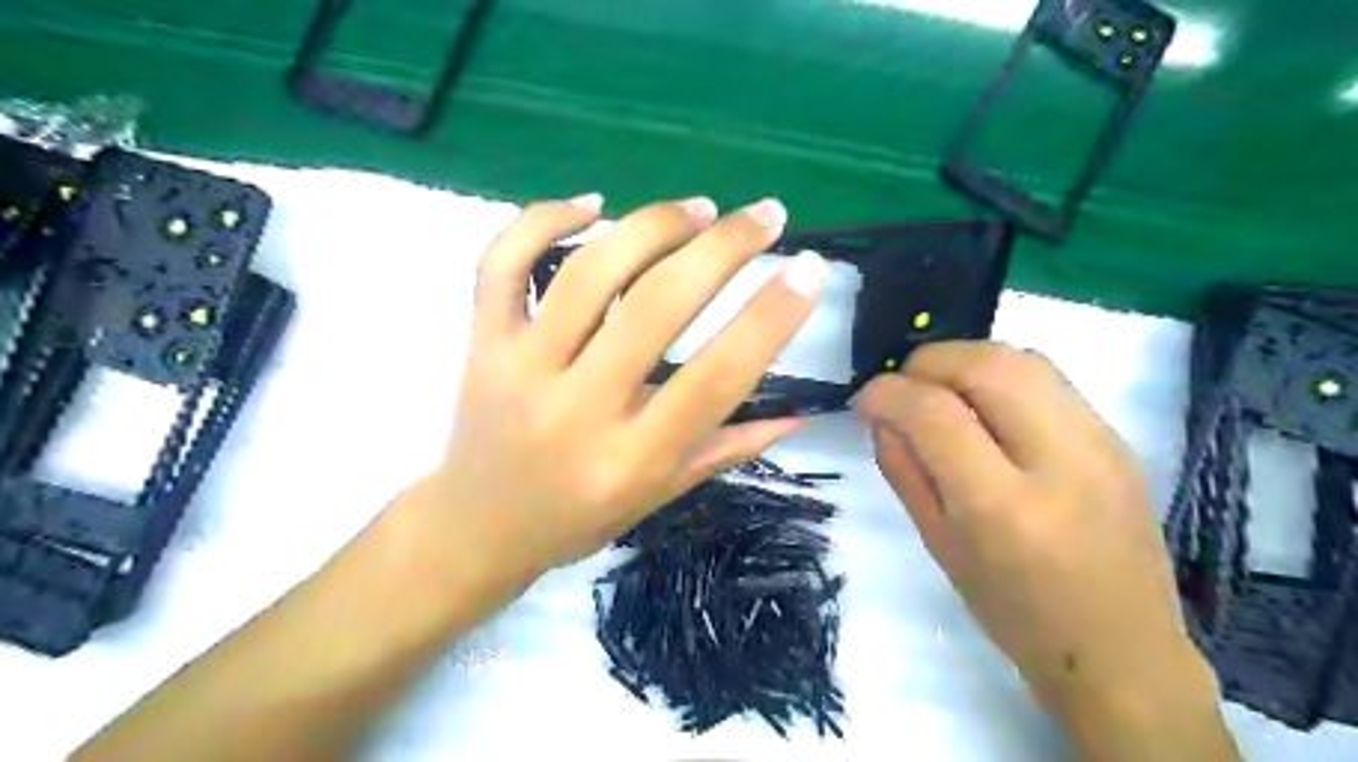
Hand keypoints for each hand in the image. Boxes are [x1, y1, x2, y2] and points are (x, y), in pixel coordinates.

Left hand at [401, 194, 828, 587]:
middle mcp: (577, 408)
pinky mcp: (481, 342)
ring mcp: (520, 367)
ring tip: (698, 209)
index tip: (809, 270)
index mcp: (631, 457)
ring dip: (652, 225)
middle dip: (723, 248)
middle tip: (765, 215)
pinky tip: (591, 202)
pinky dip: (543, 218)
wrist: (475, 528)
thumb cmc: (577, 519)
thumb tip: (798, 414)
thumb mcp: (659, 496)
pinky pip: (502, 261)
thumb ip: (727, 449)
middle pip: (658, 306)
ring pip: (589, 272)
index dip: (770, 317)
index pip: (716, 377)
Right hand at [858, 342, 1239, 760]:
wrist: (1123, 651)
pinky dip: (999, 375)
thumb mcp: (939, 546)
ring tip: (939, 391)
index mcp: (1003, 507)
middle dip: (927, 362)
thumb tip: (882, 417)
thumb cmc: (1015, 613)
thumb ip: (904, 471)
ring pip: (1021, 358)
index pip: (934, 414)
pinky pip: (1047, 378)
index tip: (864, 401)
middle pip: (986, 365)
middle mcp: (1059, 461)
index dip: (887, 393)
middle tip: (903, 388)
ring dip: (964, 361)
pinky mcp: (1117, 437)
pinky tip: (984, 407)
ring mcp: (1100, 443)